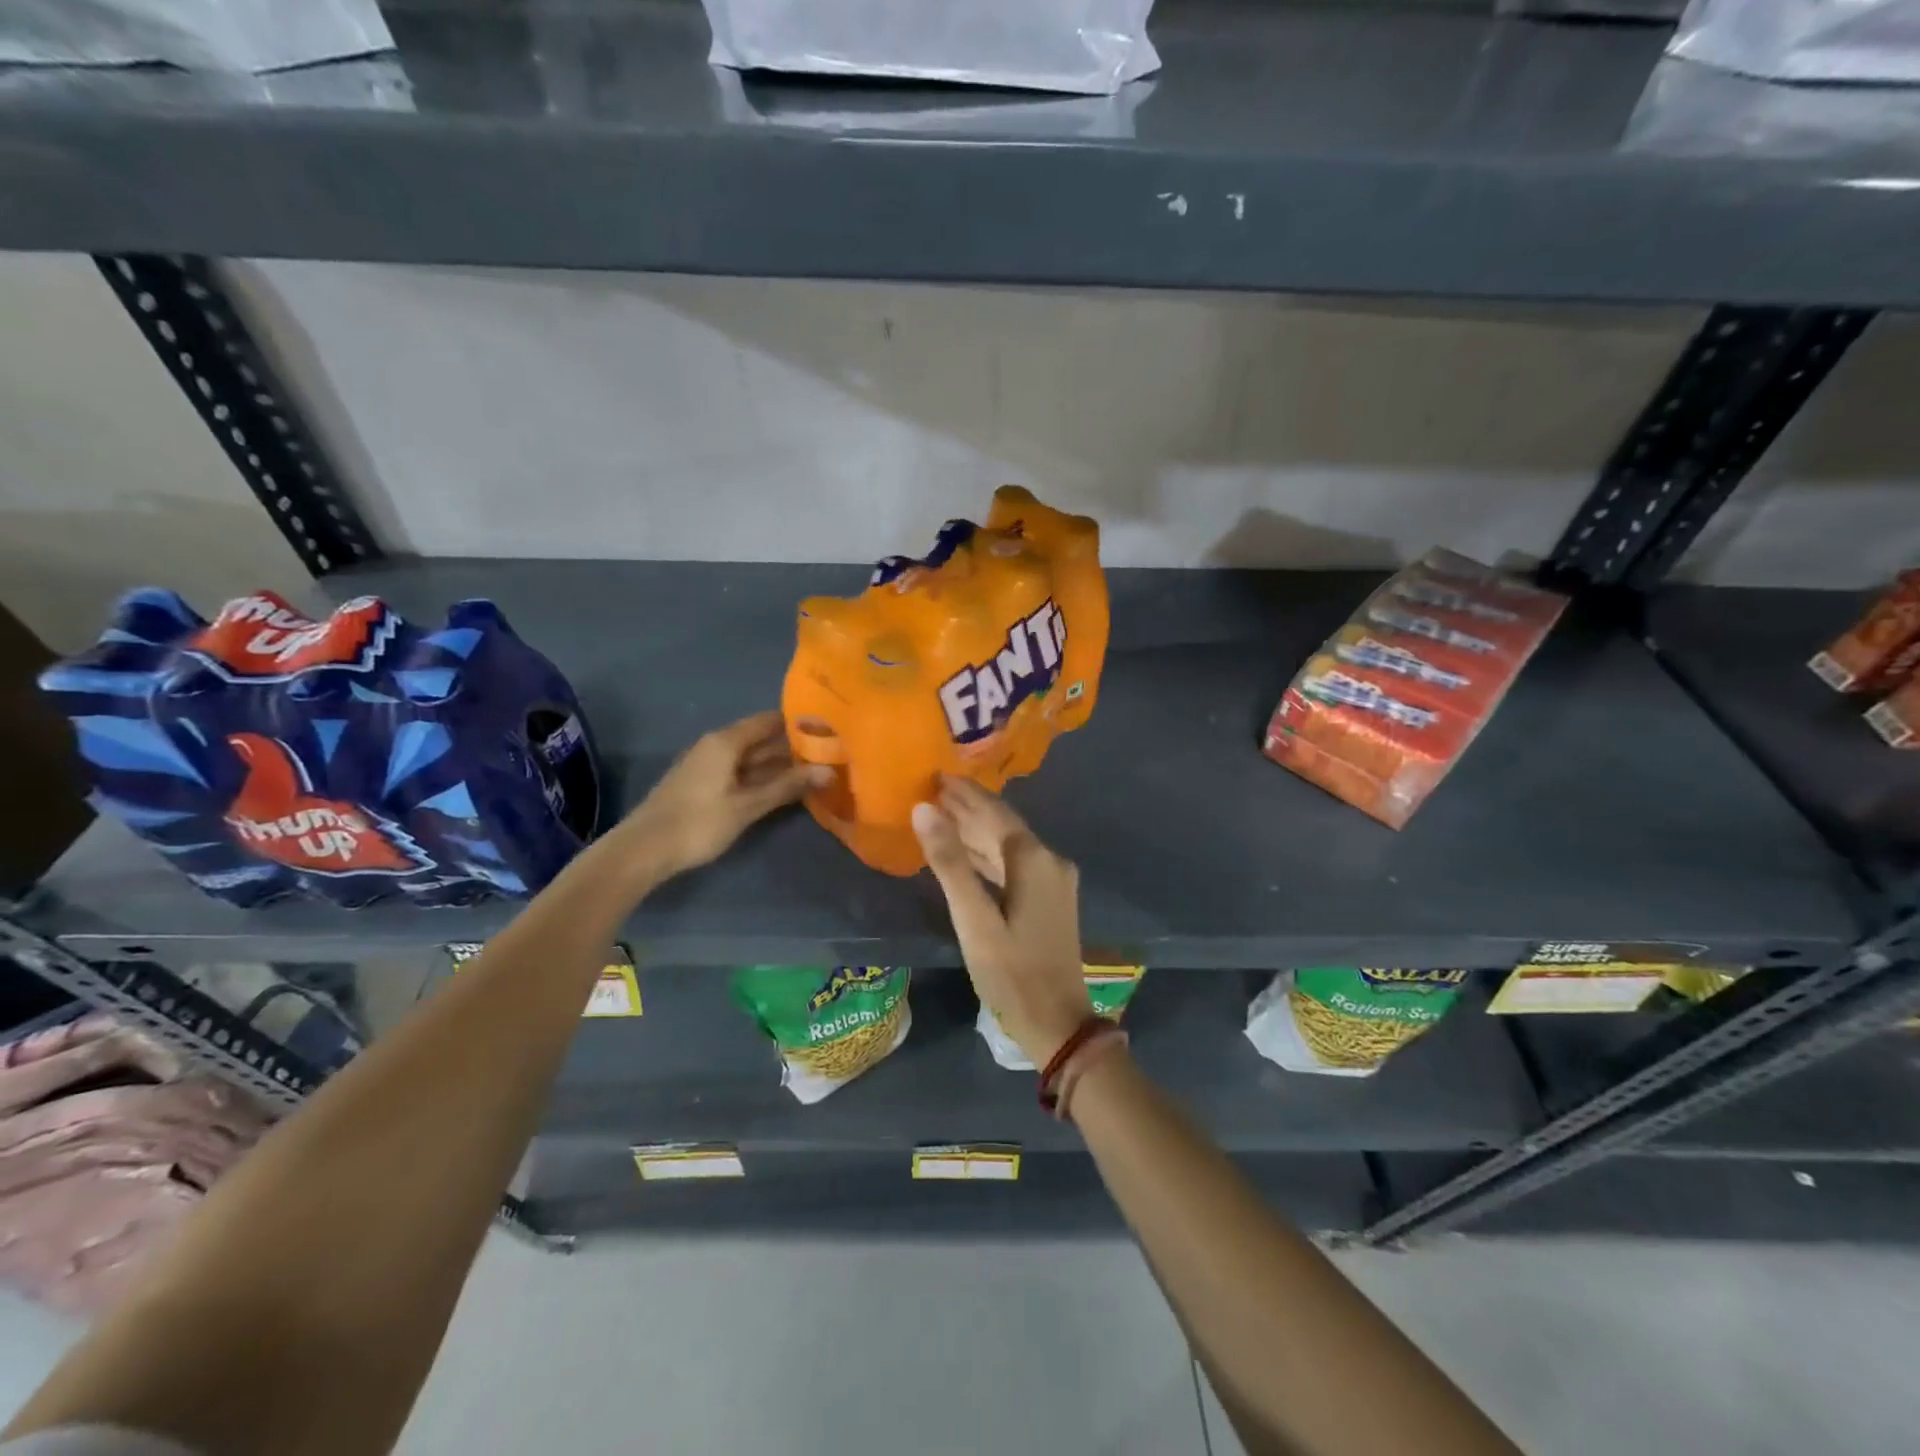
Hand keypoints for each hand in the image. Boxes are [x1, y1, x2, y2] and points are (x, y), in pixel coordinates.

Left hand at [615, 711, 827, 880]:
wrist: (644, 850)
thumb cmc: (698, 822)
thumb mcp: (747, 806)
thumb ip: (787, 787)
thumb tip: (828, 771)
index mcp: (725, 742)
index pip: (768, 720)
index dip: (797, 722)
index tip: (828, 727)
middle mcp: (716, 746)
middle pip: (760, 739)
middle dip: (793, 747)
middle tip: (829, 754)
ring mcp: (708, 766)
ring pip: (751, 759)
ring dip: (779, 765)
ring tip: (815, 771)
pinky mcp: (703, 786)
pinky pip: (740, 773)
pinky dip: (763, 778)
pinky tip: (783, 789)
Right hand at [912, 777, 1091, 1066]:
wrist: (1058, 1024)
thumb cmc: (1011, 973)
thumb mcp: (974, 920)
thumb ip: (949, 863)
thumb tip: (924, 809)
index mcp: (1034, 860)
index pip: (993, 812)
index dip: (964, 794)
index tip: (936, 775)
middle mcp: (1050, 861)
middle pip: (1003, 825)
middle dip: (968, 808)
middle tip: (933, 790)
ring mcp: (1054, 881)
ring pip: (1009, 845)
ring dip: (977, 831)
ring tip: (943, 814)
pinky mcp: (1051, 900)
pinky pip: (1014, 865)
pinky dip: (989, 855)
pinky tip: (968, 853)